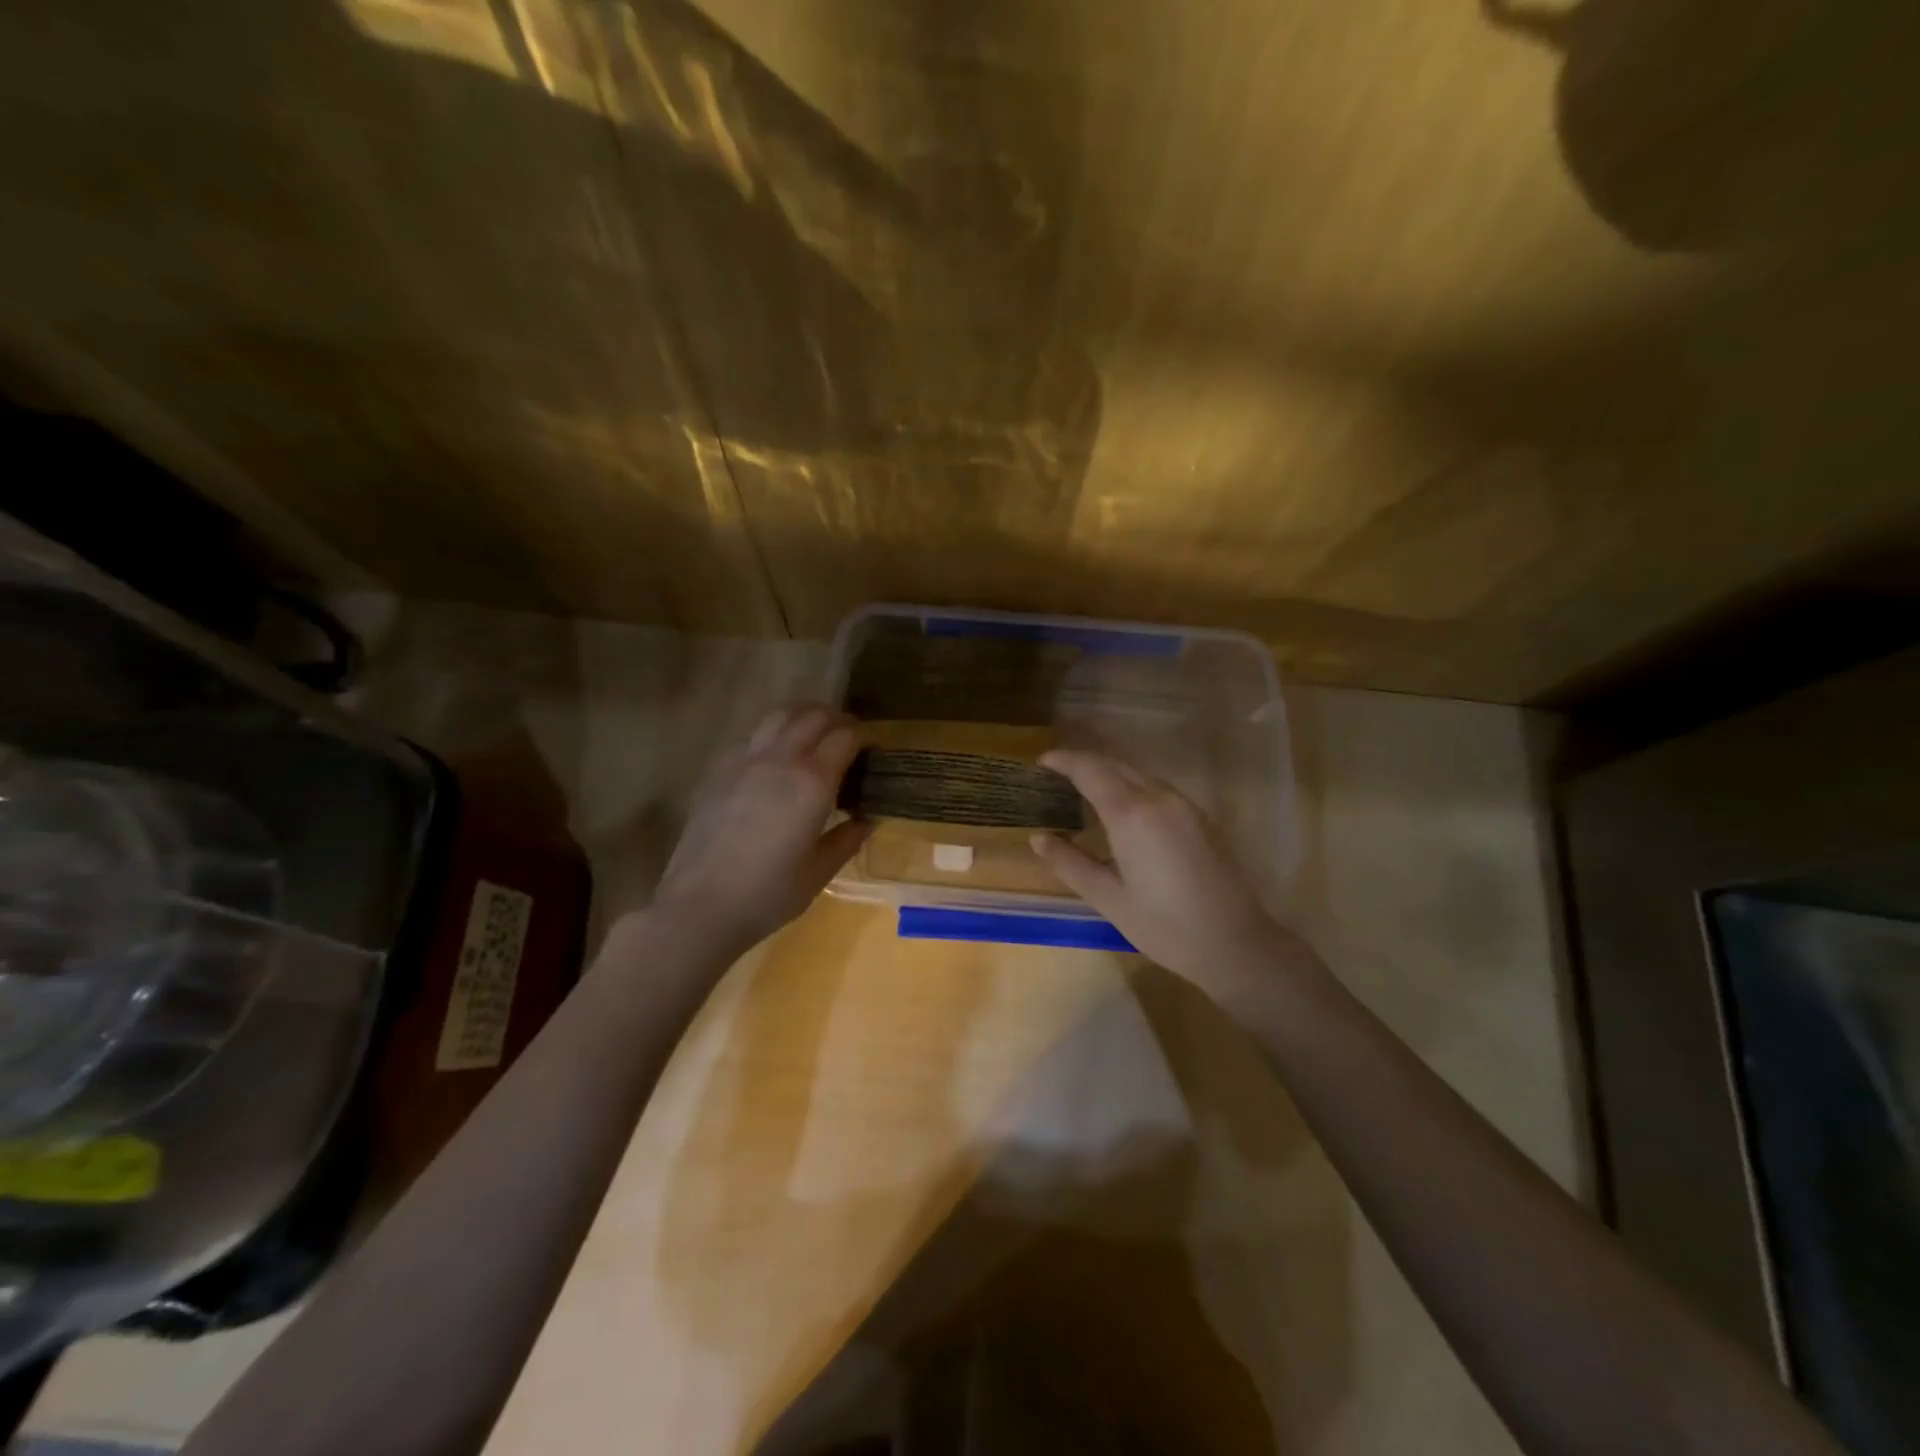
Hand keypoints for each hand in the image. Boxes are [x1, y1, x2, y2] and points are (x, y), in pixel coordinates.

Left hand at [652, 704, 871, 954]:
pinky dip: (773, 735)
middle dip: (838, 720)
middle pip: (814, 716)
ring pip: (780, 716)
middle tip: (849, 739)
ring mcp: (745, 761)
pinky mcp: (720, 771)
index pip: (846, 737)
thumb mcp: (819, 872)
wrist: (700, 906)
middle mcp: (781, 759)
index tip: (873, 753)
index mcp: (812, 782)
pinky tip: (775, 759)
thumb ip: (848, 839)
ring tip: (814, 734)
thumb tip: (867, 819)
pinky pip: (753, 737)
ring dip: (804, 717)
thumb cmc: (768, 894)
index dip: (865, 739)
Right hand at [1032, 748, 1295, 986]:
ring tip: (1084, 790)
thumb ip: (1070, 863)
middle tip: (1056, 774)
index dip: (1063, 760)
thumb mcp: (1108, 898)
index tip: (1041, 763)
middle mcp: (1159, 798)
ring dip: (1109, 772)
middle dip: (1084, 762)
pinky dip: (1131, 786)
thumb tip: (1038, 838)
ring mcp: (1185, 805)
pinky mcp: (1201, 817)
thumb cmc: (1164, 926)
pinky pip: (1157, 787)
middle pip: (1115, 764)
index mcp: (1131, 814)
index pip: (1090, 769)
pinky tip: (1122, 809)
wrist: (1235, 943)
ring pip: (1139, 773)